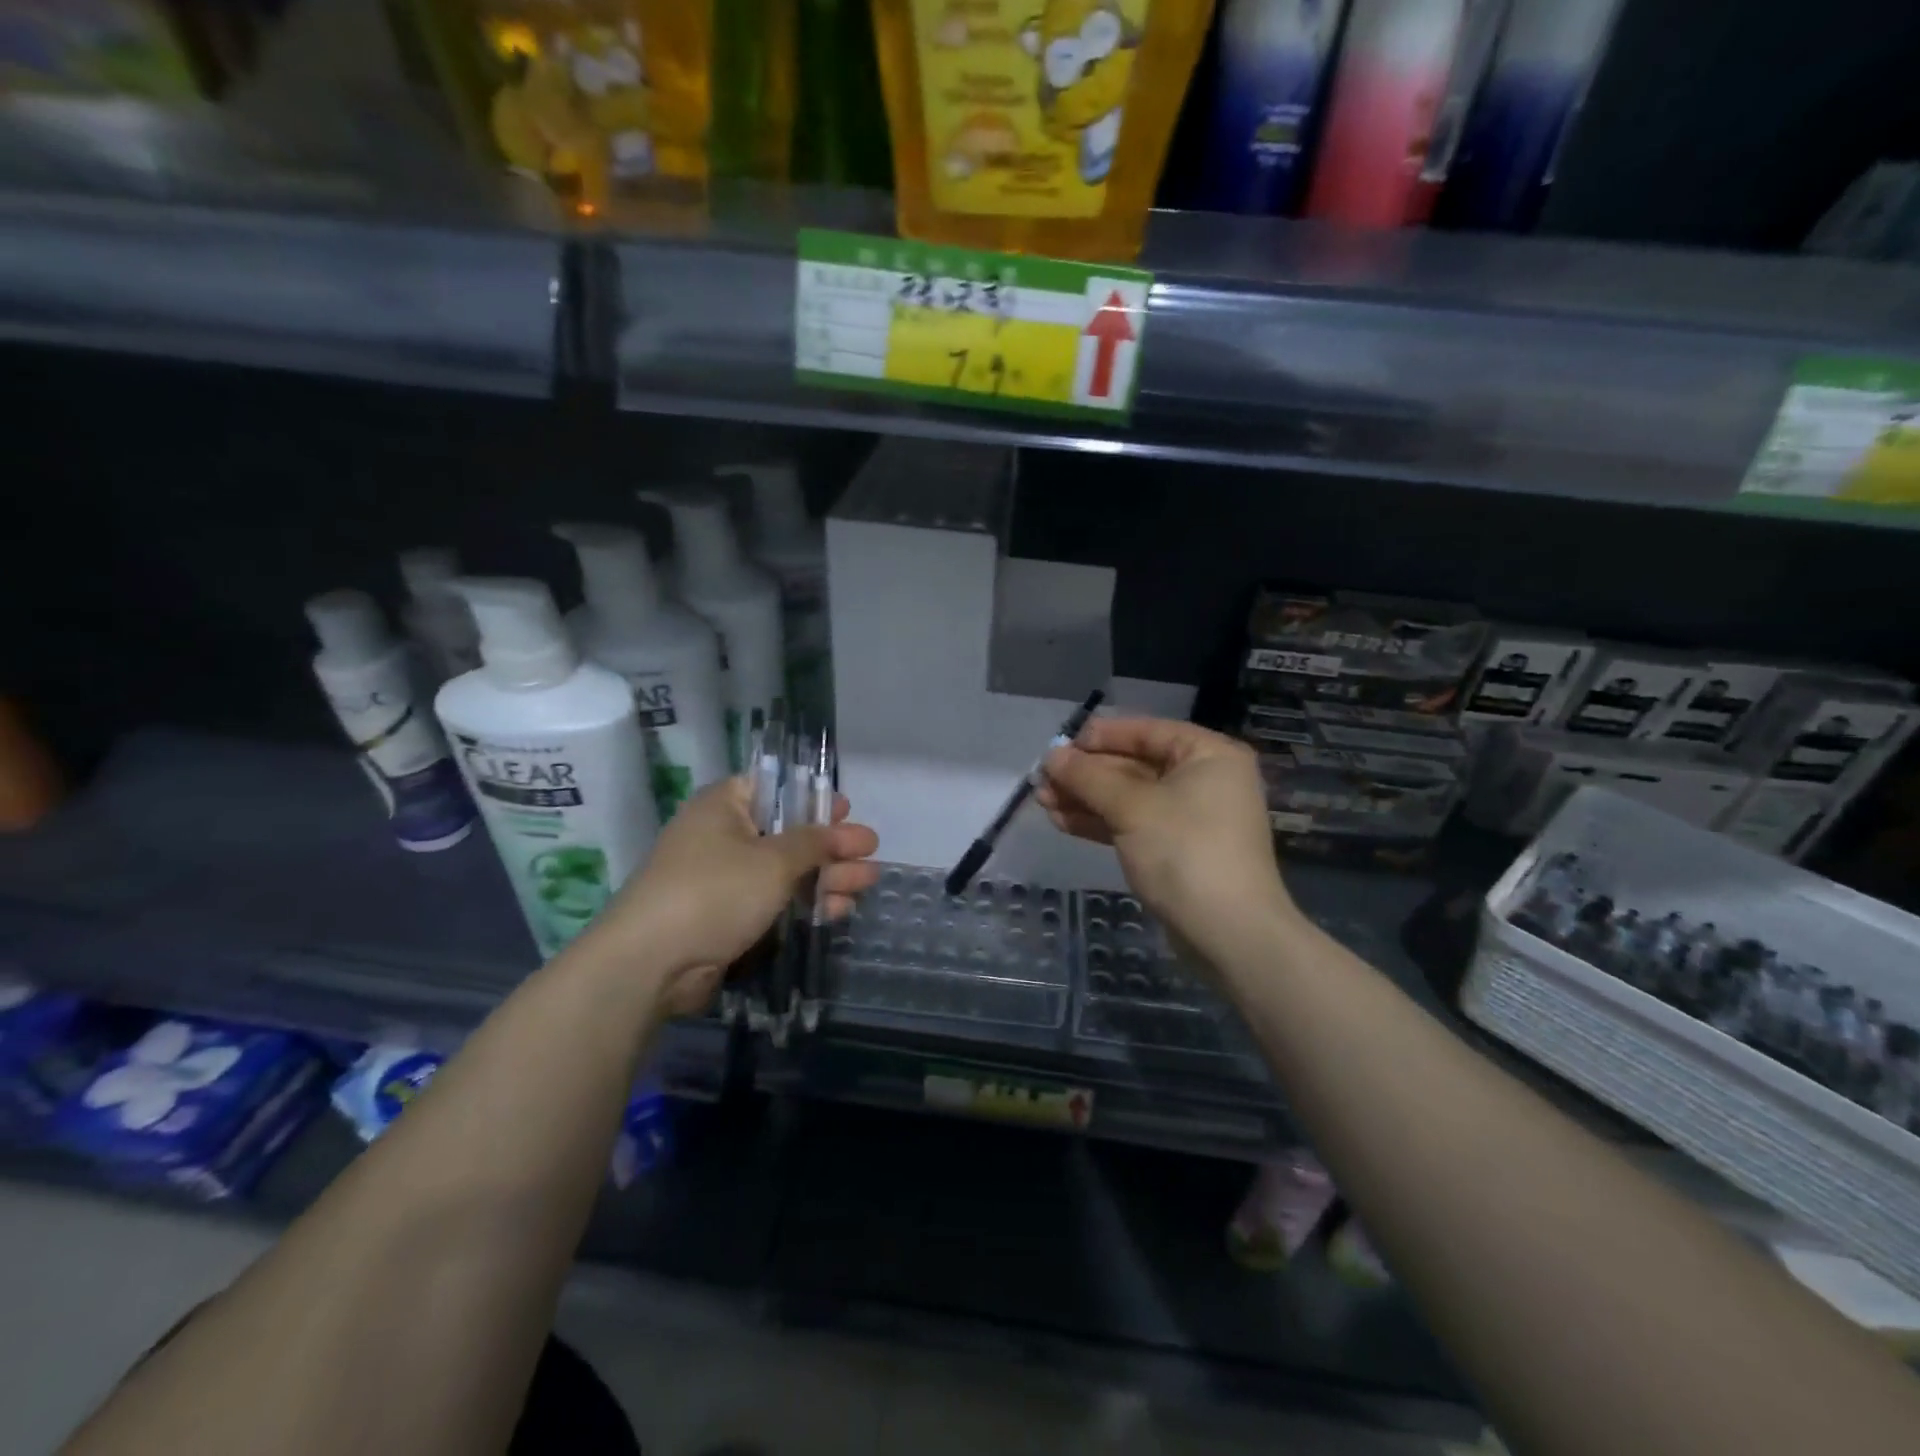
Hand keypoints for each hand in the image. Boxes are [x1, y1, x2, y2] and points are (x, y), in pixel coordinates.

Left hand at [588, 776, 879, 1016]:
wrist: (652, 963)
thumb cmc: (715, 891)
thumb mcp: (774, 860)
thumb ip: (815, 843)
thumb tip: (845, 831)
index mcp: (725, 806)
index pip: (775, 788)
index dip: (813, 798)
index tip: (847, 810)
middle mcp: (724, 836)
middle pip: (789, 833)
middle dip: (832, 844)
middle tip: (871, 851)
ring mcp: (726, 879)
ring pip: (787, 871)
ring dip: (828, 876)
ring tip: (868, 882)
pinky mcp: (729, 916)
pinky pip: (776, 901)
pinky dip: (807, 903)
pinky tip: (840, 909)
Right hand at [1038, 717, 1295, 959]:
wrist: (1229, 934)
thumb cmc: (1185, 852)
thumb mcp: (1132, 807)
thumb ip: (1088, 777)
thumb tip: (1051, 756)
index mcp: (1208, 755)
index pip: (1146, 732)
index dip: (1101, 737)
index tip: (1060, 746)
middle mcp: (1204, 779)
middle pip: (1134, 765)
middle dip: (1086, 774)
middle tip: (1042, 780)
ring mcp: (1191, 817)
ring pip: (1129, 797)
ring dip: (1087, 798)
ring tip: (1043, 801)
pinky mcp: (1177, 850)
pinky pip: (1134, 824)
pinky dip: (1101, 822)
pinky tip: (1063, 822)